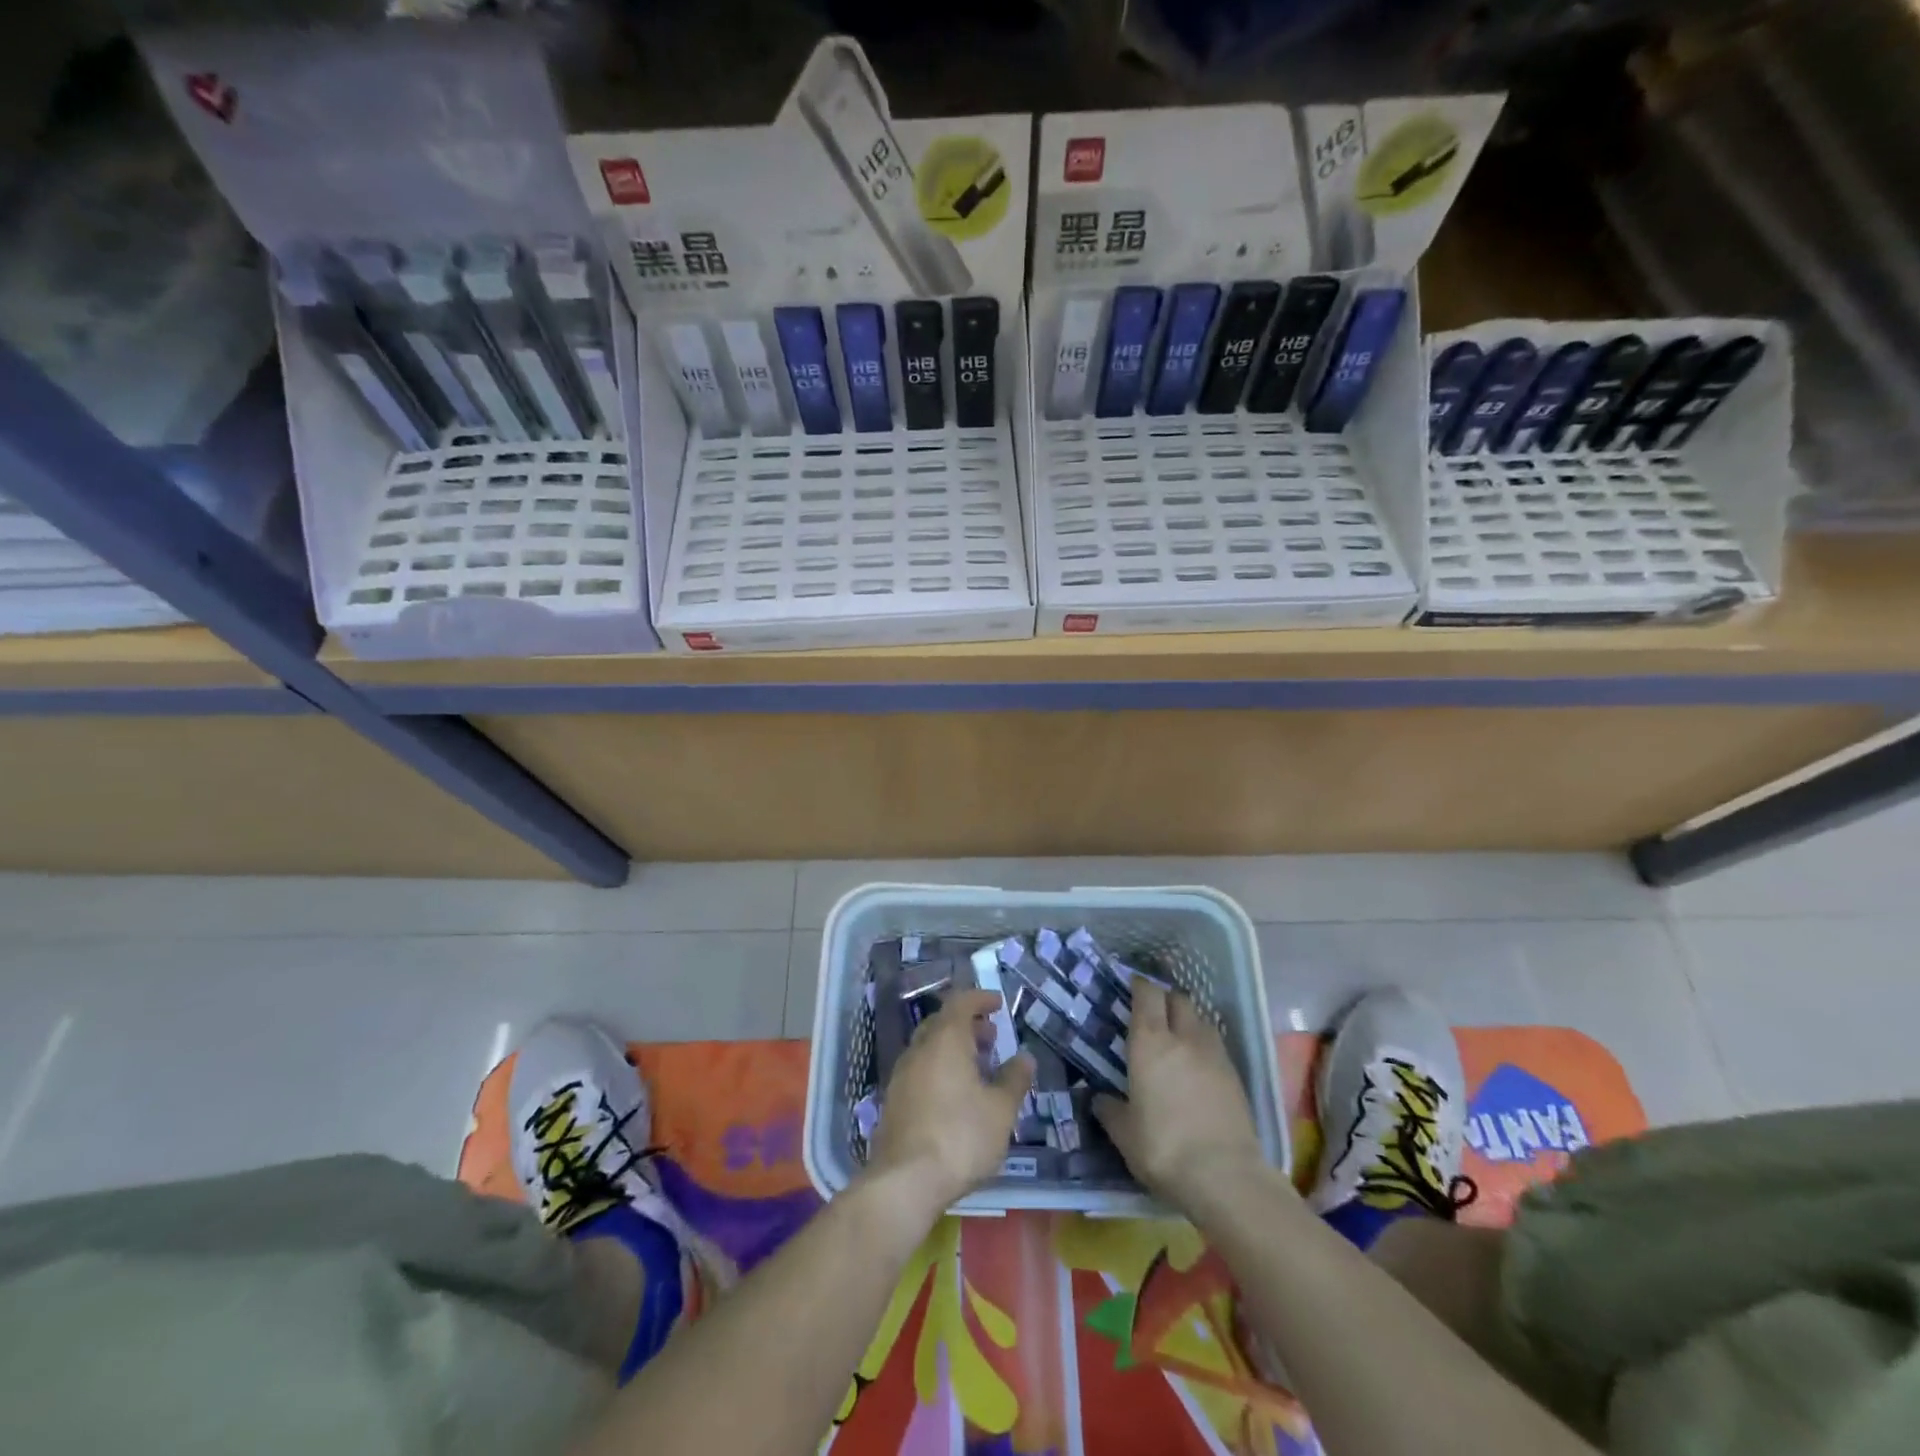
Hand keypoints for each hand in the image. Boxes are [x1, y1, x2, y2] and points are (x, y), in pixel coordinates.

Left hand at [866, 990, 1033, 1216]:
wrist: (905, 1181)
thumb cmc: (960, 1137)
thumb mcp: (1000, 1110)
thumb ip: (1014, 1079)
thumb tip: (1024, 1057)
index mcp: (945, 1040)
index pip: (960, 1002)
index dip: (980, 998)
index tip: (998, 1004)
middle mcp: (919, 1049)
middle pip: (942, 1023)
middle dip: (968, 1025)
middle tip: (991, 1038)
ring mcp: (901, 1075)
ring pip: (929, 1047)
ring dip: (953, 1048)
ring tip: (978, 1069)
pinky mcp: (893, 1101)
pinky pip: (920, 1070)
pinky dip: (939, 1069)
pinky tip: (954, 1095)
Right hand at [1093, 981, 1266, 1205]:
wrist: (1225, 1176)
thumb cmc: (1163, 1147)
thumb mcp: (1124, 1134)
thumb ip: (1110, 1110)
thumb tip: (1099, 1100)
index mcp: (1151, 1042)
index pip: (1147, 994)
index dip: (1140, 986)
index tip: (1132, 987)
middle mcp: (1184, 1037)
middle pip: (1178, 999)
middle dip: (1165, 999)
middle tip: (1153, 1013)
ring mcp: (1215, 1054)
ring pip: (1201, 1020)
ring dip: (1188, 1021)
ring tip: (1177, 1038)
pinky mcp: (1236, 1075)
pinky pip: (1216, 1046)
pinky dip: (1204, 1046)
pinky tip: (1197, 1067)